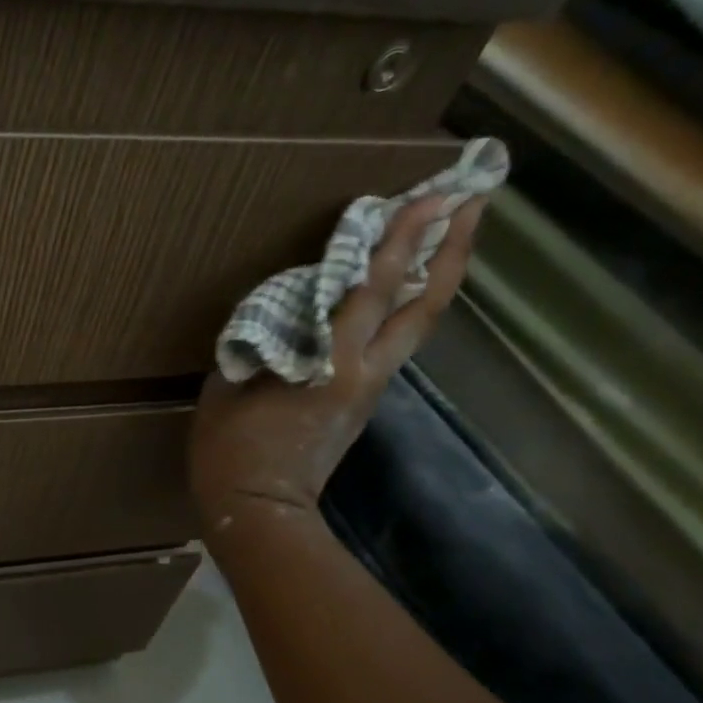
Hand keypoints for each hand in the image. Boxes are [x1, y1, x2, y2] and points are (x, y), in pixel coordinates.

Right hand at [190, 194, 485, 523]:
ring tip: (445, 237)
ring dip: (434, 277)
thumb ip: (261, 342)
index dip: (403, 239)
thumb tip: (281, 317)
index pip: (375, 288)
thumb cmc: (231, 447)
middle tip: (471, 201)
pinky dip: (402, 309)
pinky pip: (391, 344)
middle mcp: (366, 368)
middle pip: (424, 304)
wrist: (258, 508)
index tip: (433, 194)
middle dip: (450, 249)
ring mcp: (370, 387)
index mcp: (332, 360)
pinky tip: (394, 294)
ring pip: (416, 325)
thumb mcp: (230, 384)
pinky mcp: (362, 403)